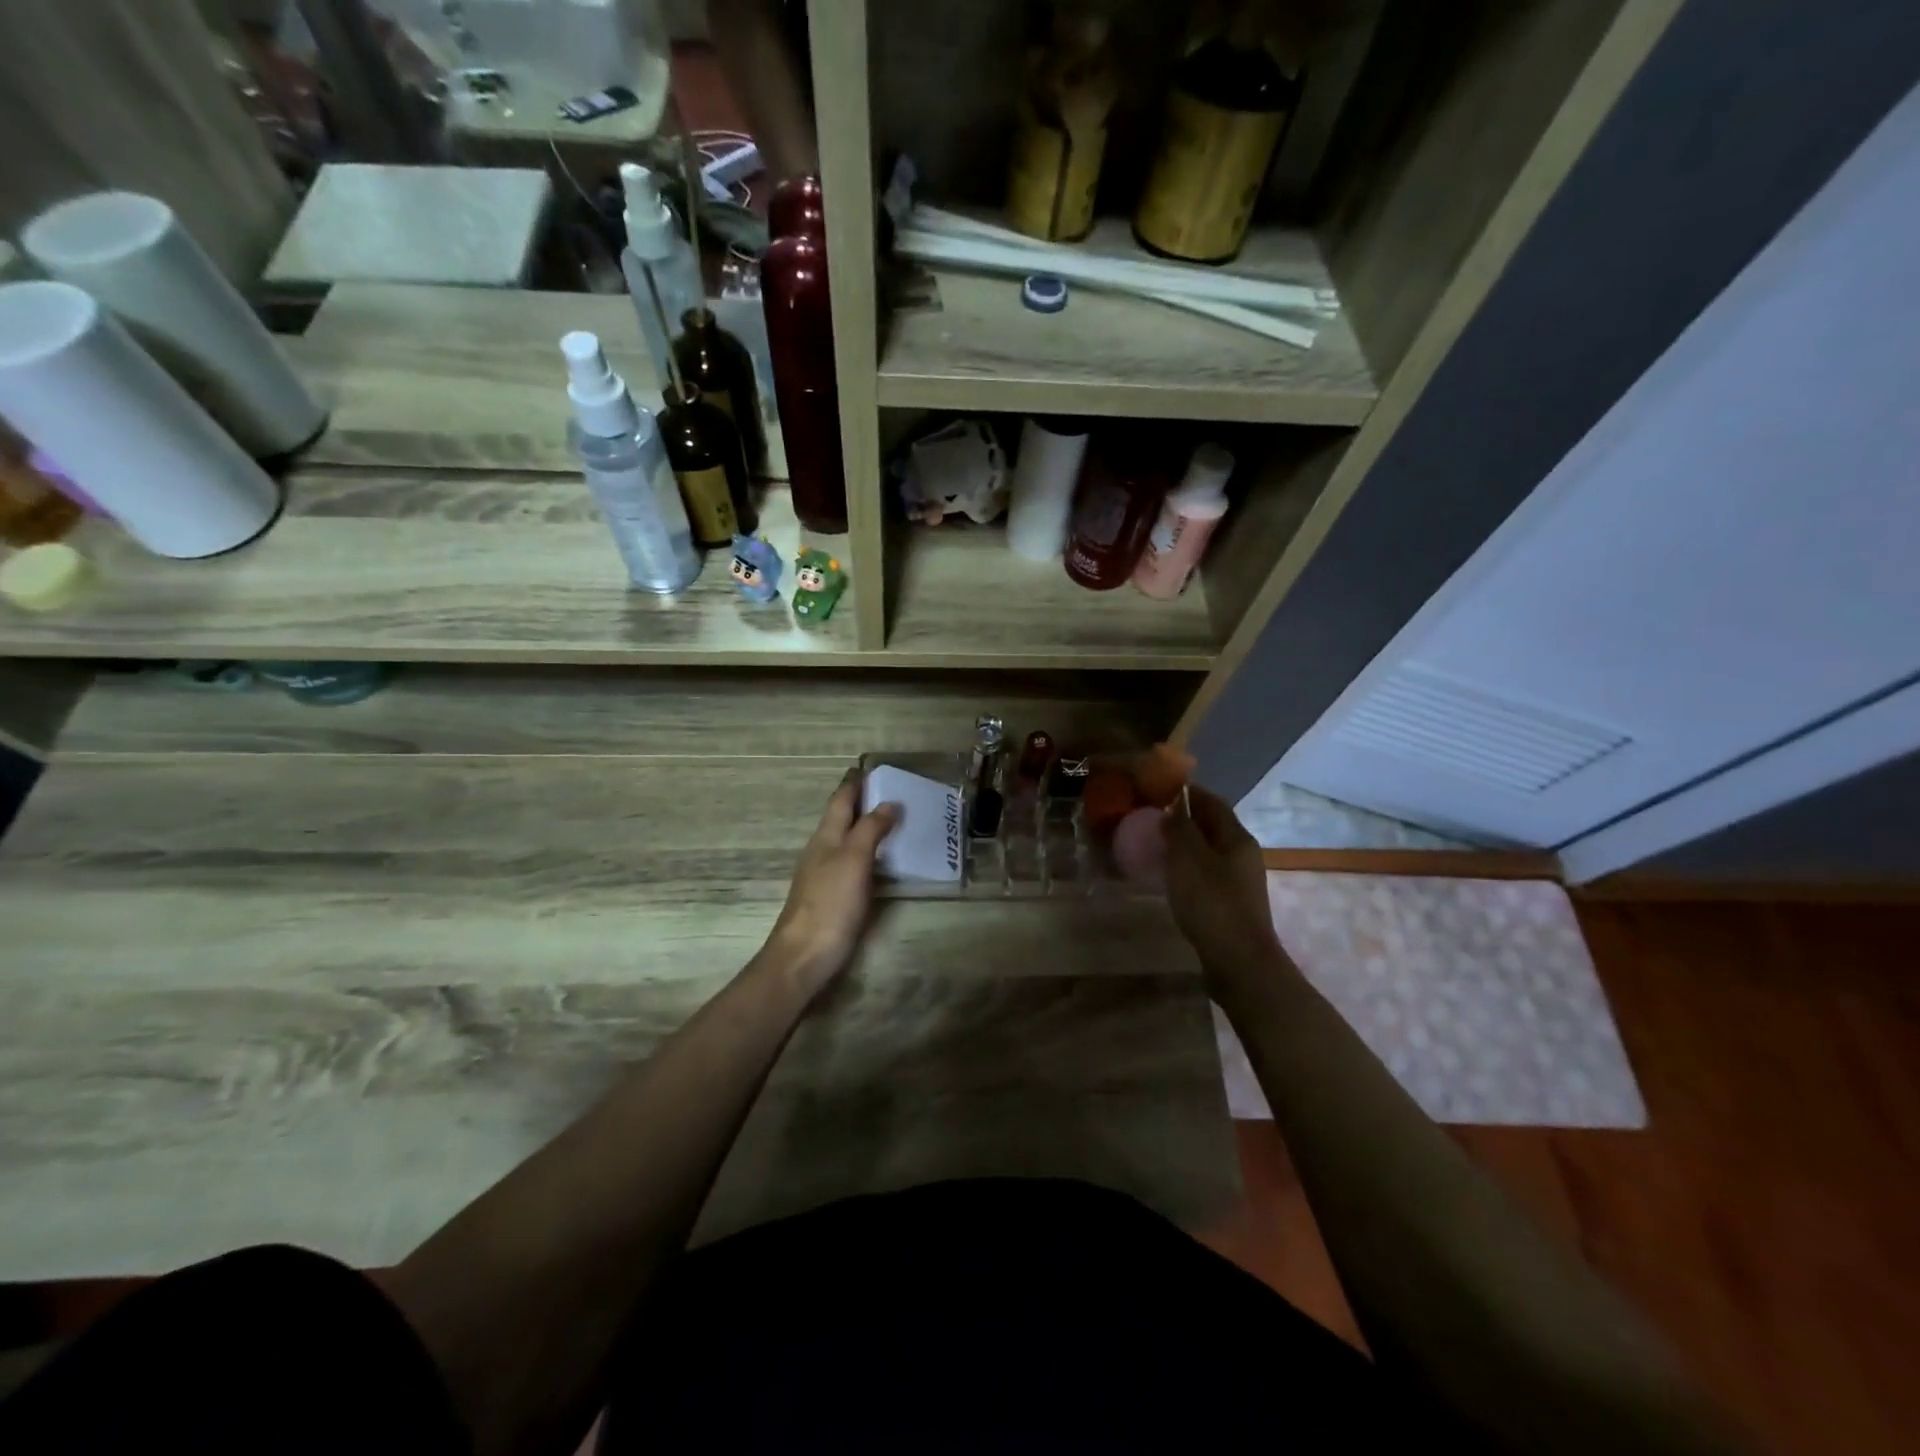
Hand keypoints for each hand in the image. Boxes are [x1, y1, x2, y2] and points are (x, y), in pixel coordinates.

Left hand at [766, 771, 899, 997]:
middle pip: (842, 818)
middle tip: (892, 792)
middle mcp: (822, 850)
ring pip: (846, 840)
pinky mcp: (832, 897)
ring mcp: (825, 874)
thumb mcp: (854, 859)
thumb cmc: (830, 902)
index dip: (854, 783)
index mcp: (825, 836)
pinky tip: (882, 860)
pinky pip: (852, 863)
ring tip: (894, 820)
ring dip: (866, 827)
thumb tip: (889, 802)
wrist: (804, 955)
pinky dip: (868, 852)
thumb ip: (870, 829)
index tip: (870, 767)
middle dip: (862, 802)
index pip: (840, 800)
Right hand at [1162, 785, 1286, 987]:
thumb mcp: (1188, 859)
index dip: (1186, 791)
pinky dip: (1188, 866)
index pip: (1212, 802)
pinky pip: (1207, 872)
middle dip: (1184, 817)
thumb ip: (1179, 828)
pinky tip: (1170, 876)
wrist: (1239, 962)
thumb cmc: (1212, 903)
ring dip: (1185, 843)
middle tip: (1151, 816)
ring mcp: (1240, 880)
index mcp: (1236, 837)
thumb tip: (1172, 807)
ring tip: (1155, 844)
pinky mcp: (1232, 902)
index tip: (1158, 787)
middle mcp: (1243, 854)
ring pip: (1209, 850)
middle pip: (1213, 825)